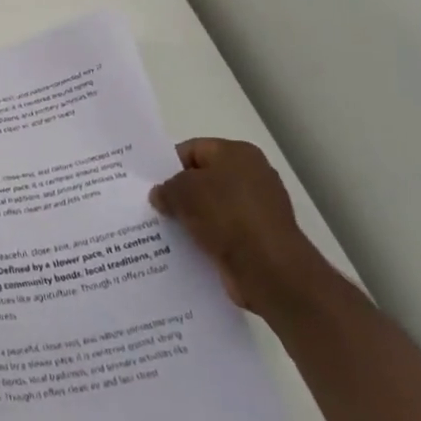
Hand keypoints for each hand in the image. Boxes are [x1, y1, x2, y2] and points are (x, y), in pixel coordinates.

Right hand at [150, 138, 328, 317]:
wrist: (270, 270)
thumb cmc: (226, 215)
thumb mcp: (183, 192)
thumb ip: (166, 188)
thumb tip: (160, 195)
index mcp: (238, 153)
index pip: (194, 150)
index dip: (169, 165)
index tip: (151, 184)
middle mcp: (253, 176)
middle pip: (204, 179)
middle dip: (180, 193)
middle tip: (155, 206)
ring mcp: (259, 209)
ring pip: (213, 208)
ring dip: (193, 218)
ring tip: (166, 230)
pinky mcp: (260, 239)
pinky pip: (225, 232)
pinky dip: (208, 238)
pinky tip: (188, 247)